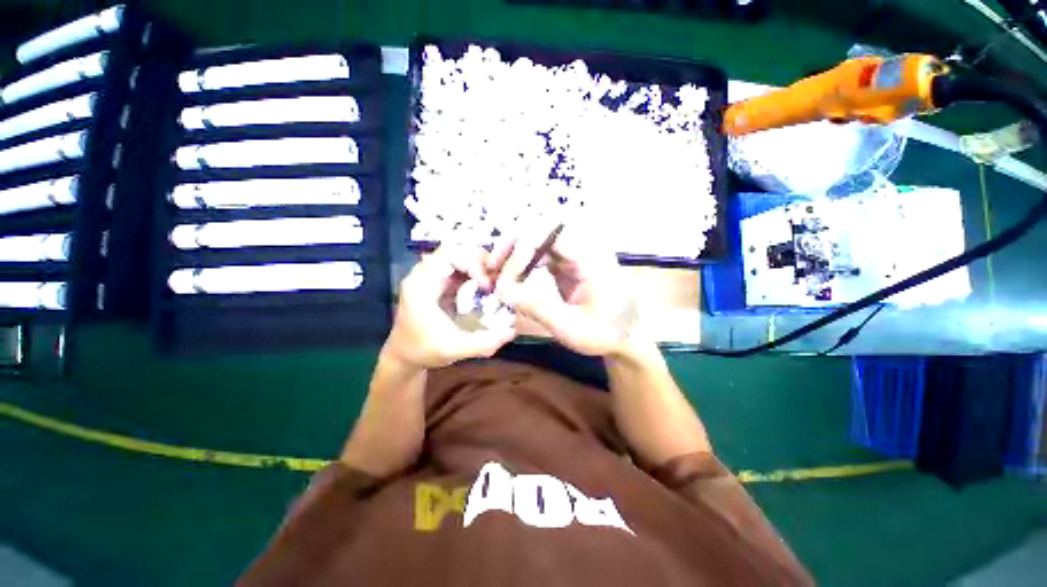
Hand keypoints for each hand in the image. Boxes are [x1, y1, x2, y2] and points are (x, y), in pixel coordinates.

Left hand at [383, 244, 516, 370]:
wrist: (403, 355)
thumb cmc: (423, 351)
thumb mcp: (454, 350)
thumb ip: (483, 343)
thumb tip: (512, 332)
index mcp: (421, 285)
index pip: (448, 255)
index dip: (472, 263)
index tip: (487, 285)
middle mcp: (423, 274)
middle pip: (455, 250)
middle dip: (480, 262)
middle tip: (496, 280)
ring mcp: (430, 276)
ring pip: (458, 256)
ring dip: (479, 266)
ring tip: (494, 282)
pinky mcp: (437, 282)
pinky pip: (459, 267)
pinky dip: (475, 273)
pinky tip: (486, 286)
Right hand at [492, 226, 637, 356]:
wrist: (626, 336)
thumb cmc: (605, 333)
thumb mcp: (572, 327)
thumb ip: (538, 308)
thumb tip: (504, 291)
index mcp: (590, 258)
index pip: (551, 232)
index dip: (522, 244)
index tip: (502, 270)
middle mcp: (583, 249)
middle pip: (542, 229)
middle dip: (513, 244)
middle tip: (493, 265)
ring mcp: (576, 255)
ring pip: (540, 240)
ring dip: (516, 253)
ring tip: (497, 272)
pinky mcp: (570, 265)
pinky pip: (542, 254)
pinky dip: (524, 263)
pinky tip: (513, 278)